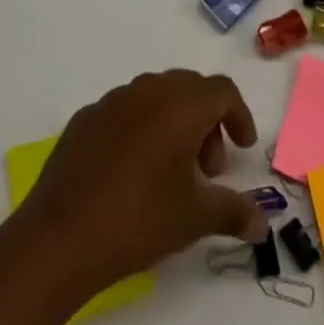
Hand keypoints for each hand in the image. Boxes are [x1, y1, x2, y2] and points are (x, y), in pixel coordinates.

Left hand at [9, 71, 266, 297]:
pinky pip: (126, 111)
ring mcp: (112, 100)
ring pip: (156, 97)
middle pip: (189, 89)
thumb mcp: (194, 219)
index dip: (239, 115)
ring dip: (175, 124)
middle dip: (207, 122)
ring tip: (173, 174)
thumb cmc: (139, 219)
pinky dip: (142, 130)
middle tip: (210, 169)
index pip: (221, 90)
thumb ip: (233, 211)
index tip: (243, 148)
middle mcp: (147, 90)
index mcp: (179, 105)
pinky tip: (134, 173)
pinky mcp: (86, 117)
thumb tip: (262, 221)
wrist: (61, 235)